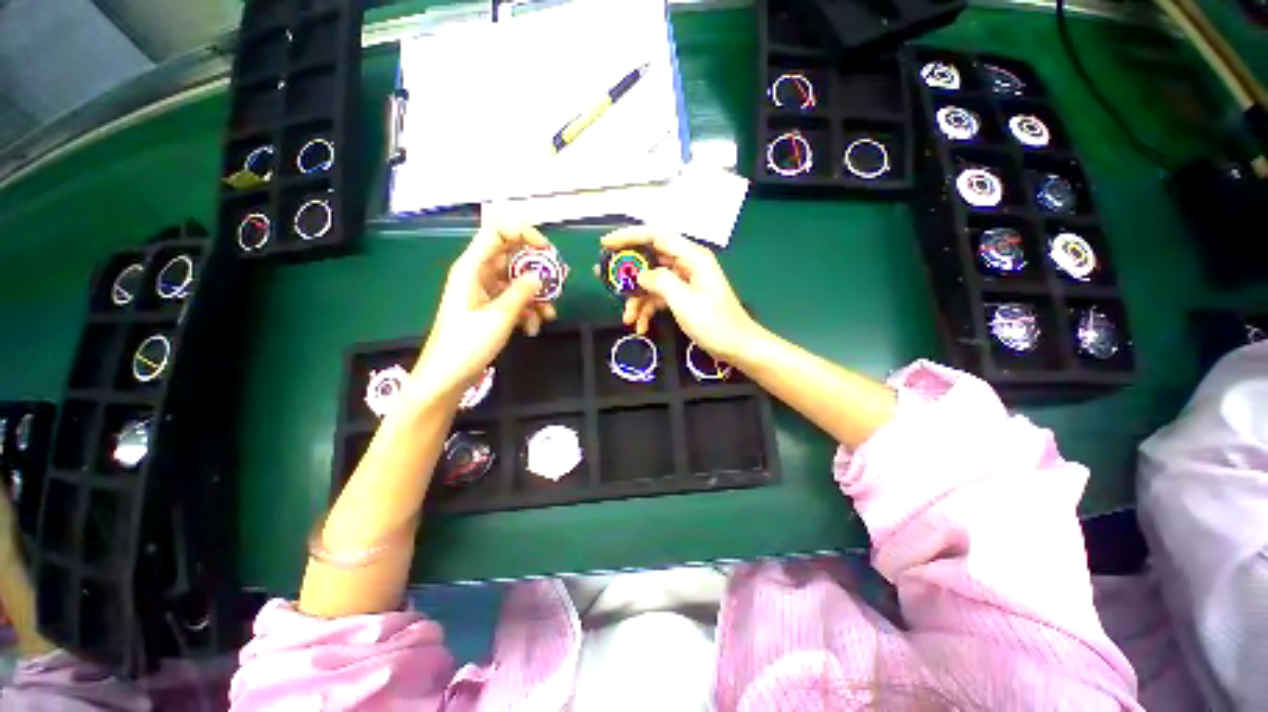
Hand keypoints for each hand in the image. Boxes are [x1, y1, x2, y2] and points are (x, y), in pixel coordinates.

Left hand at [414, 225, 557, 396]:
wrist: (448, 375)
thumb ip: (522, 291)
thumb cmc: (467, 343)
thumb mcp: (500, 315)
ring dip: (536, 295)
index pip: (497, 232)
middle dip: (537, 268)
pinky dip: (527, 310)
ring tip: (549, 314)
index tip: (547, 250)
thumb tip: (540, 275)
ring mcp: (485, 292)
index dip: (523, 233)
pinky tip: (533, 327)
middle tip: (558, 281)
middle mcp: (478, 274)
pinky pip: (514, 299)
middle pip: (512, 257)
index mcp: (472, 267)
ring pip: (517, 281)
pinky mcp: (490, 308)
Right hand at [601, 227, 760, 361]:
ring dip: (637, 300)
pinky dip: (648, 310)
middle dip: (627, 272)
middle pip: (650, 259)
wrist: (737, 347)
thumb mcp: (684, 301)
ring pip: (652, 282)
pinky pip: (659, 298)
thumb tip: (639, 274)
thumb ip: (660, 282)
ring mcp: (684, 282)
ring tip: (627, 318)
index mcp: (692, 257)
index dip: (629, 237)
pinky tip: (640, 326)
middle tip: (604, 278)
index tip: (605, 245)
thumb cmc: (715, 323)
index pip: (656, 236)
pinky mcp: (683, 297)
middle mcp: (687, 264)